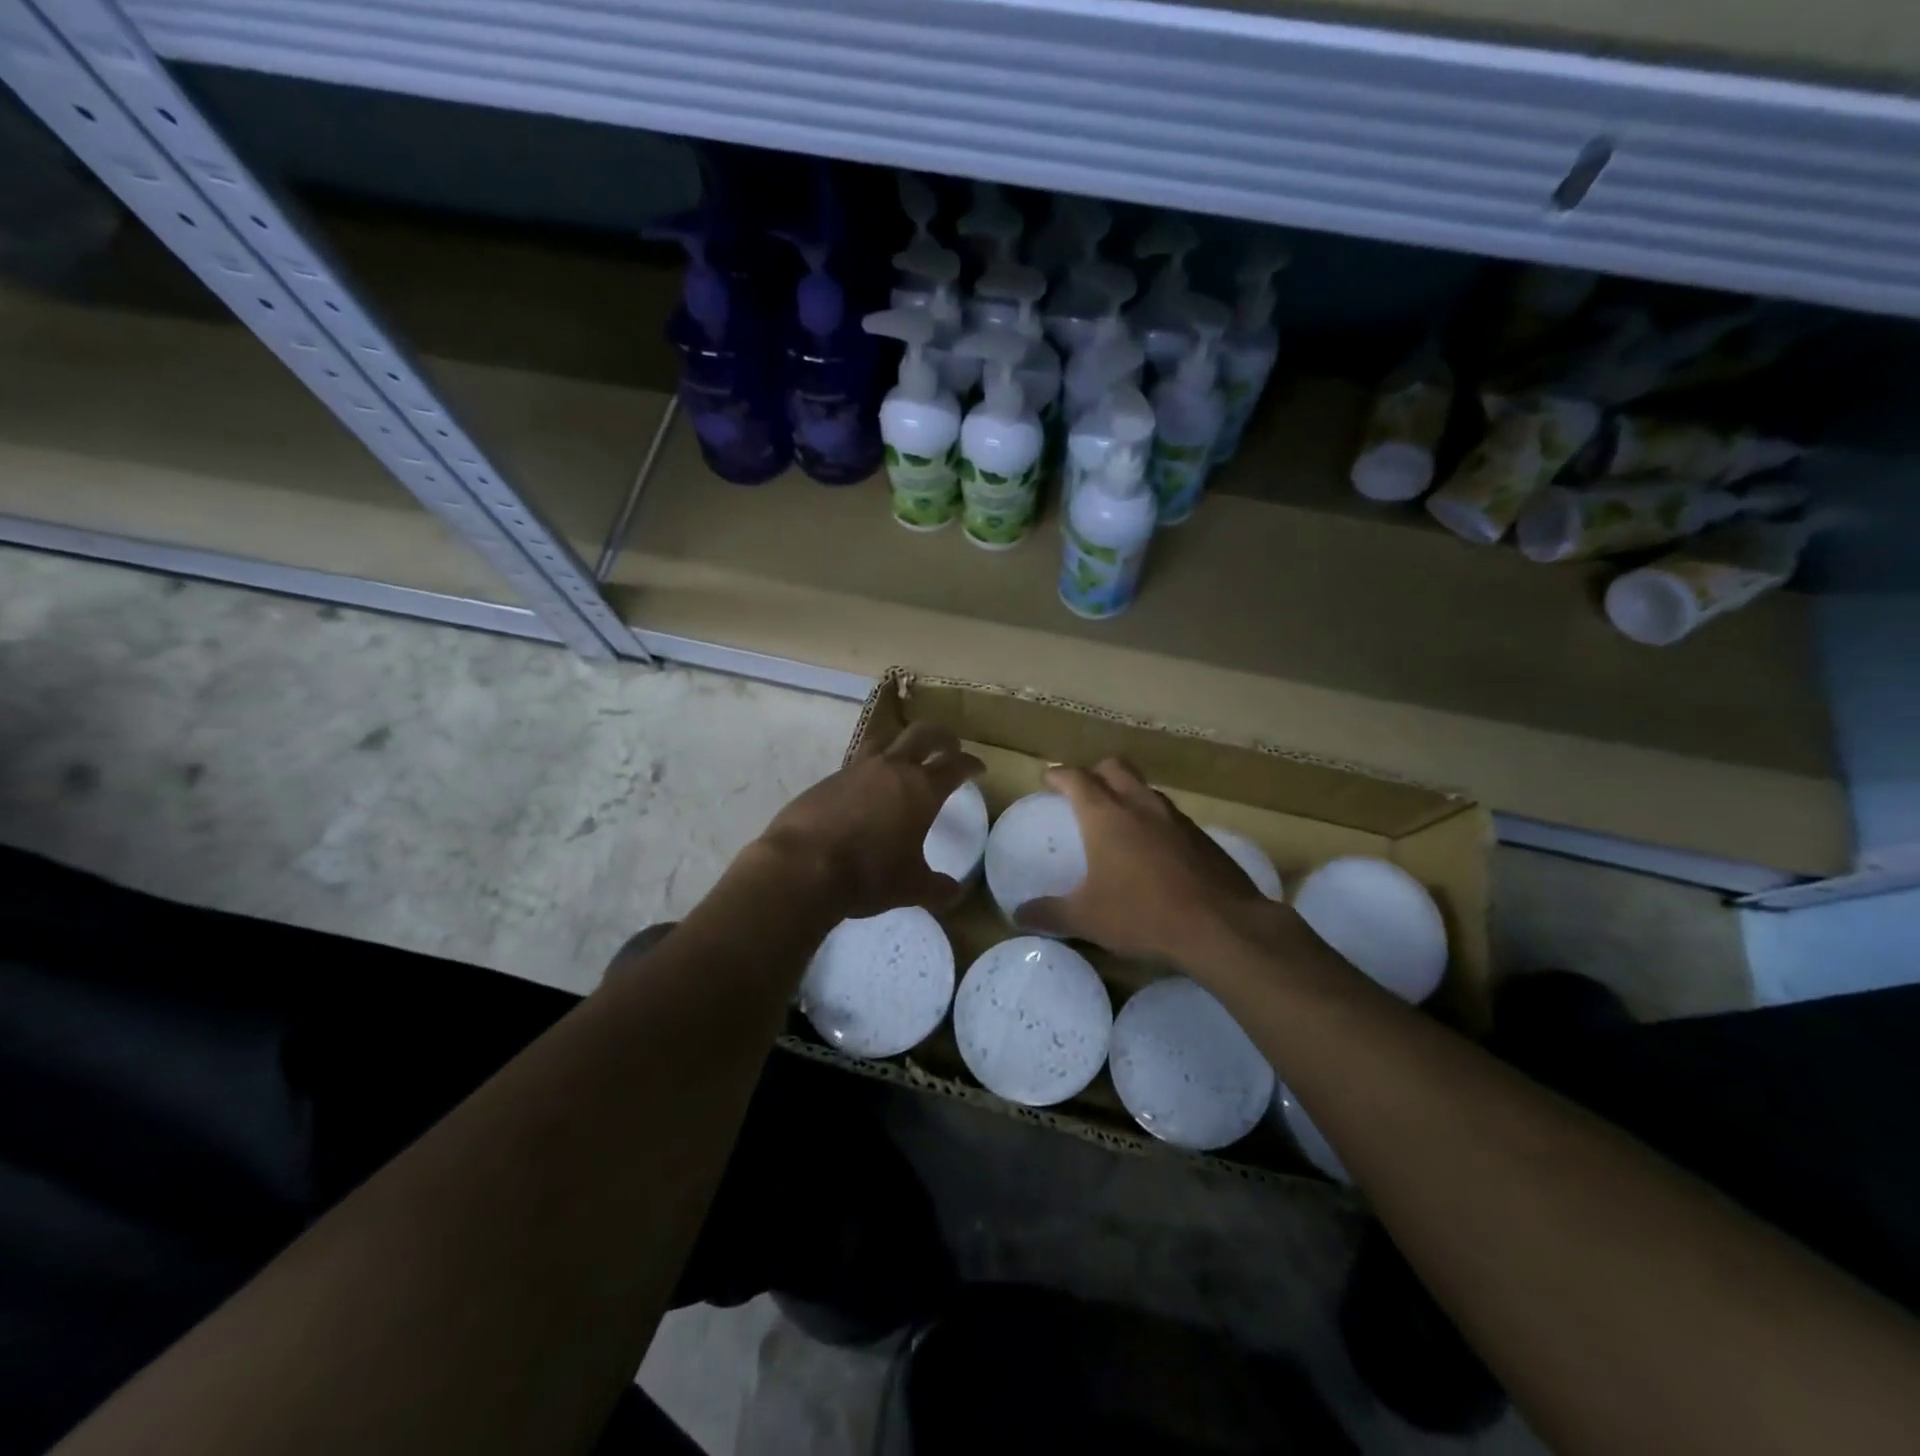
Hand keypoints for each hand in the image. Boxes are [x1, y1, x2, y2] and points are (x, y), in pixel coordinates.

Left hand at [753, 723, 984, 920]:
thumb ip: (936, 887)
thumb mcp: (910, 887)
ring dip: (902, 743)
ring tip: (906, 755)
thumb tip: (953, 891)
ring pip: (886, 739)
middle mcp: (891, 768)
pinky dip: (870, 768)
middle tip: (950, 745)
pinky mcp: (828, 779)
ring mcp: (856, 769)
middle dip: (941, 737)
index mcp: (921, 788)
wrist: (802, 866)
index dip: (970, 764)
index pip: (955, 765)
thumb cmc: (868, 875)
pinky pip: (857, 762)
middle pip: (923, 735)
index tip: (978, 768)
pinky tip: (867, 787)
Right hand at [1016, 758, 1271, 960]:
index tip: (1049, 778)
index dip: (1059, 775)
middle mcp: (1139, 804)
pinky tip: (1154, 848)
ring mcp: (1175, 817)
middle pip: (1114, 767)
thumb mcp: (1086, 918)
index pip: (1076, 779)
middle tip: (1084, 791)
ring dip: (1128, 794)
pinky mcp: (1201, 835)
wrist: (1220, 924)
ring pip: (1145, 788)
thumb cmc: (1142, 914)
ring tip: (1119, 819)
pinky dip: (1154, 820)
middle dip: (1095, 773)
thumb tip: (1018, 914)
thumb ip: (1049, 913)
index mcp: (1105, 815)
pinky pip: (1169, 814)